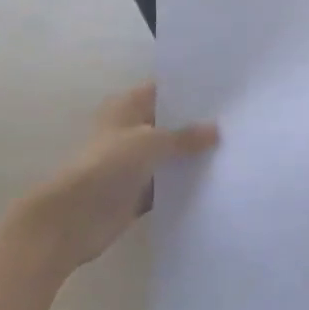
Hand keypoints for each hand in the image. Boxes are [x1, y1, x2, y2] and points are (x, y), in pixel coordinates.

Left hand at [20, 84, 217, 269]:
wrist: (72, 219)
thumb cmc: (108, 166)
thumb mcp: (151, 142)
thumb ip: (185, 136)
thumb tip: (216, 129)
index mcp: (127, 107)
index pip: (163, 90)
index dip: (190, 90)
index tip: (224, 91)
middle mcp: (130, 131)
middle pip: (169, 123)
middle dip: (197, 124)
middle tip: (236, 120)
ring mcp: (133, 163)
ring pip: (169, 155)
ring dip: (192, 157)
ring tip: (233, 149)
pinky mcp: (136, 193)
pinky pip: (167, 185)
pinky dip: (184, 185)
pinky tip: (215, 182)